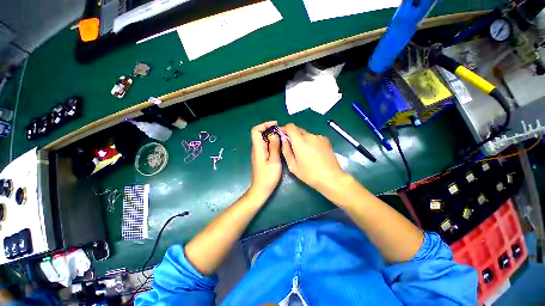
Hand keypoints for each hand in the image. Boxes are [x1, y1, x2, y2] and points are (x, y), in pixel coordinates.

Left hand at [249, 121, 282, 199]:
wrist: (261, 189)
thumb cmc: (268, 177)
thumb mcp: (274, 161)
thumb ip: (274, 147)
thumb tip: (274, 134)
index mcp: (258, 148)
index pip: (256, 130)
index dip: (264, 125)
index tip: (275, 125)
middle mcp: (256, 149)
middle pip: (260, 134)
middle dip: (270, 130)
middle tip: (282, 132)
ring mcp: (258, 153)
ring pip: (264, 140)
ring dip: (272, 136)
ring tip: (283, 138)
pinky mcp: (261, 157)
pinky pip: (266, 146)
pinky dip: (272, 143)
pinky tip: (280, 146)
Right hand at [279, 123, 345, 191]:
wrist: (331, 178)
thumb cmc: (309, 174)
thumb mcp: (293, 165)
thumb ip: (286, 150)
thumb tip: (283, 139)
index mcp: (300, 141)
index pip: (290, 126)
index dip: (284, 129)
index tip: (281, 135)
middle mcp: (310, 136)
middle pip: (298, 129)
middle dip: (292, 135)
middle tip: (291, 146)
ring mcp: (319, 138)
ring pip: (306, 134)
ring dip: (302, 139)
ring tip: (304, 152)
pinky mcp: (326, 141)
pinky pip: (314, 138)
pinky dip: (310, 142)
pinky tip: (313, 153)